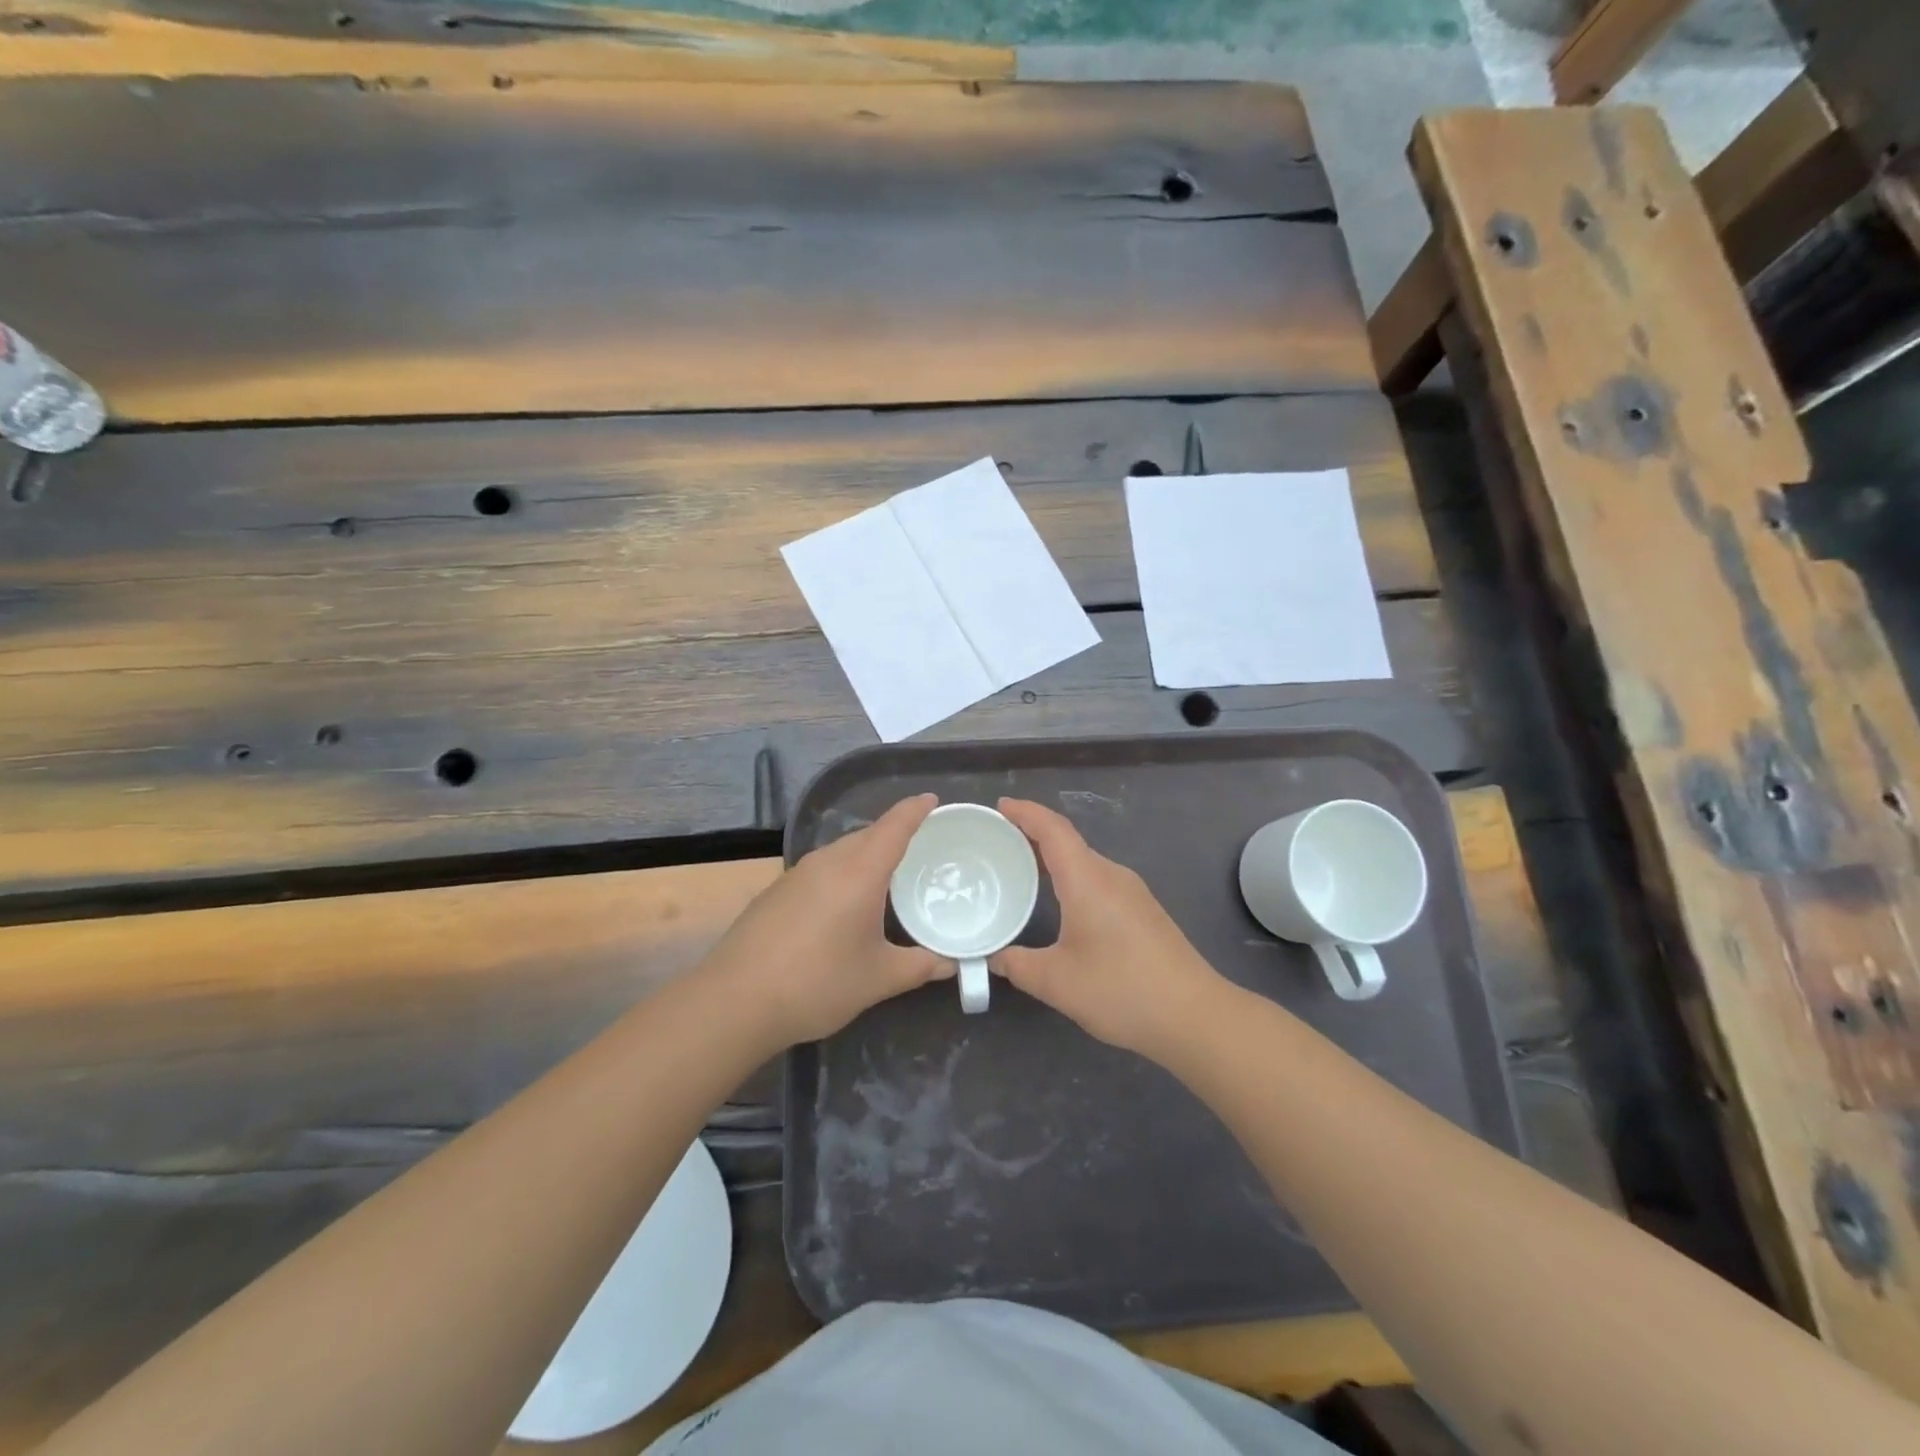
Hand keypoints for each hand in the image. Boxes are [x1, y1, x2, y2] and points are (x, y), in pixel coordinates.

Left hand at [702, 793, 949, 1047]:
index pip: (894, 826)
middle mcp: (827, 862)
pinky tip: (844, 902)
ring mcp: (796, 875)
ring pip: (841, 851)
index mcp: (859, 872)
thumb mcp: (878, 979)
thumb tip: (952, 964)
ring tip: (887, 874)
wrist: (735, 1001)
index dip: (915, 810)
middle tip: (921, 846)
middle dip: (894, 833)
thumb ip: (920, 966)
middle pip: (867, 834)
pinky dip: (842, 873)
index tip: (932, 799)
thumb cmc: (817, 982)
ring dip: (866, 854)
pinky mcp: (776, 891)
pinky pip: (820, 869)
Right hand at [993, 798, 1228, 1060]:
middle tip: (998, 842)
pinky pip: (1099, 880)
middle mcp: (1112, 876)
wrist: (1195, 1016)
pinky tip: (1061, 902)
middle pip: (1069, 841)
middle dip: (1033, 834)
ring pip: (1085, 862)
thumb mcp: (1057, 982)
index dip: (1025, 813)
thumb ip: (1017, 965)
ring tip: (1023, 869)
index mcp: (1088, 880)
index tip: (1000, 807)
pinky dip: (1072, 878)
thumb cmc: (1122, 990)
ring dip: (1054, 858)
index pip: (1053, 830)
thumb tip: (993, 957)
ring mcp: (1133, 893)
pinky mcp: (1144, 912)